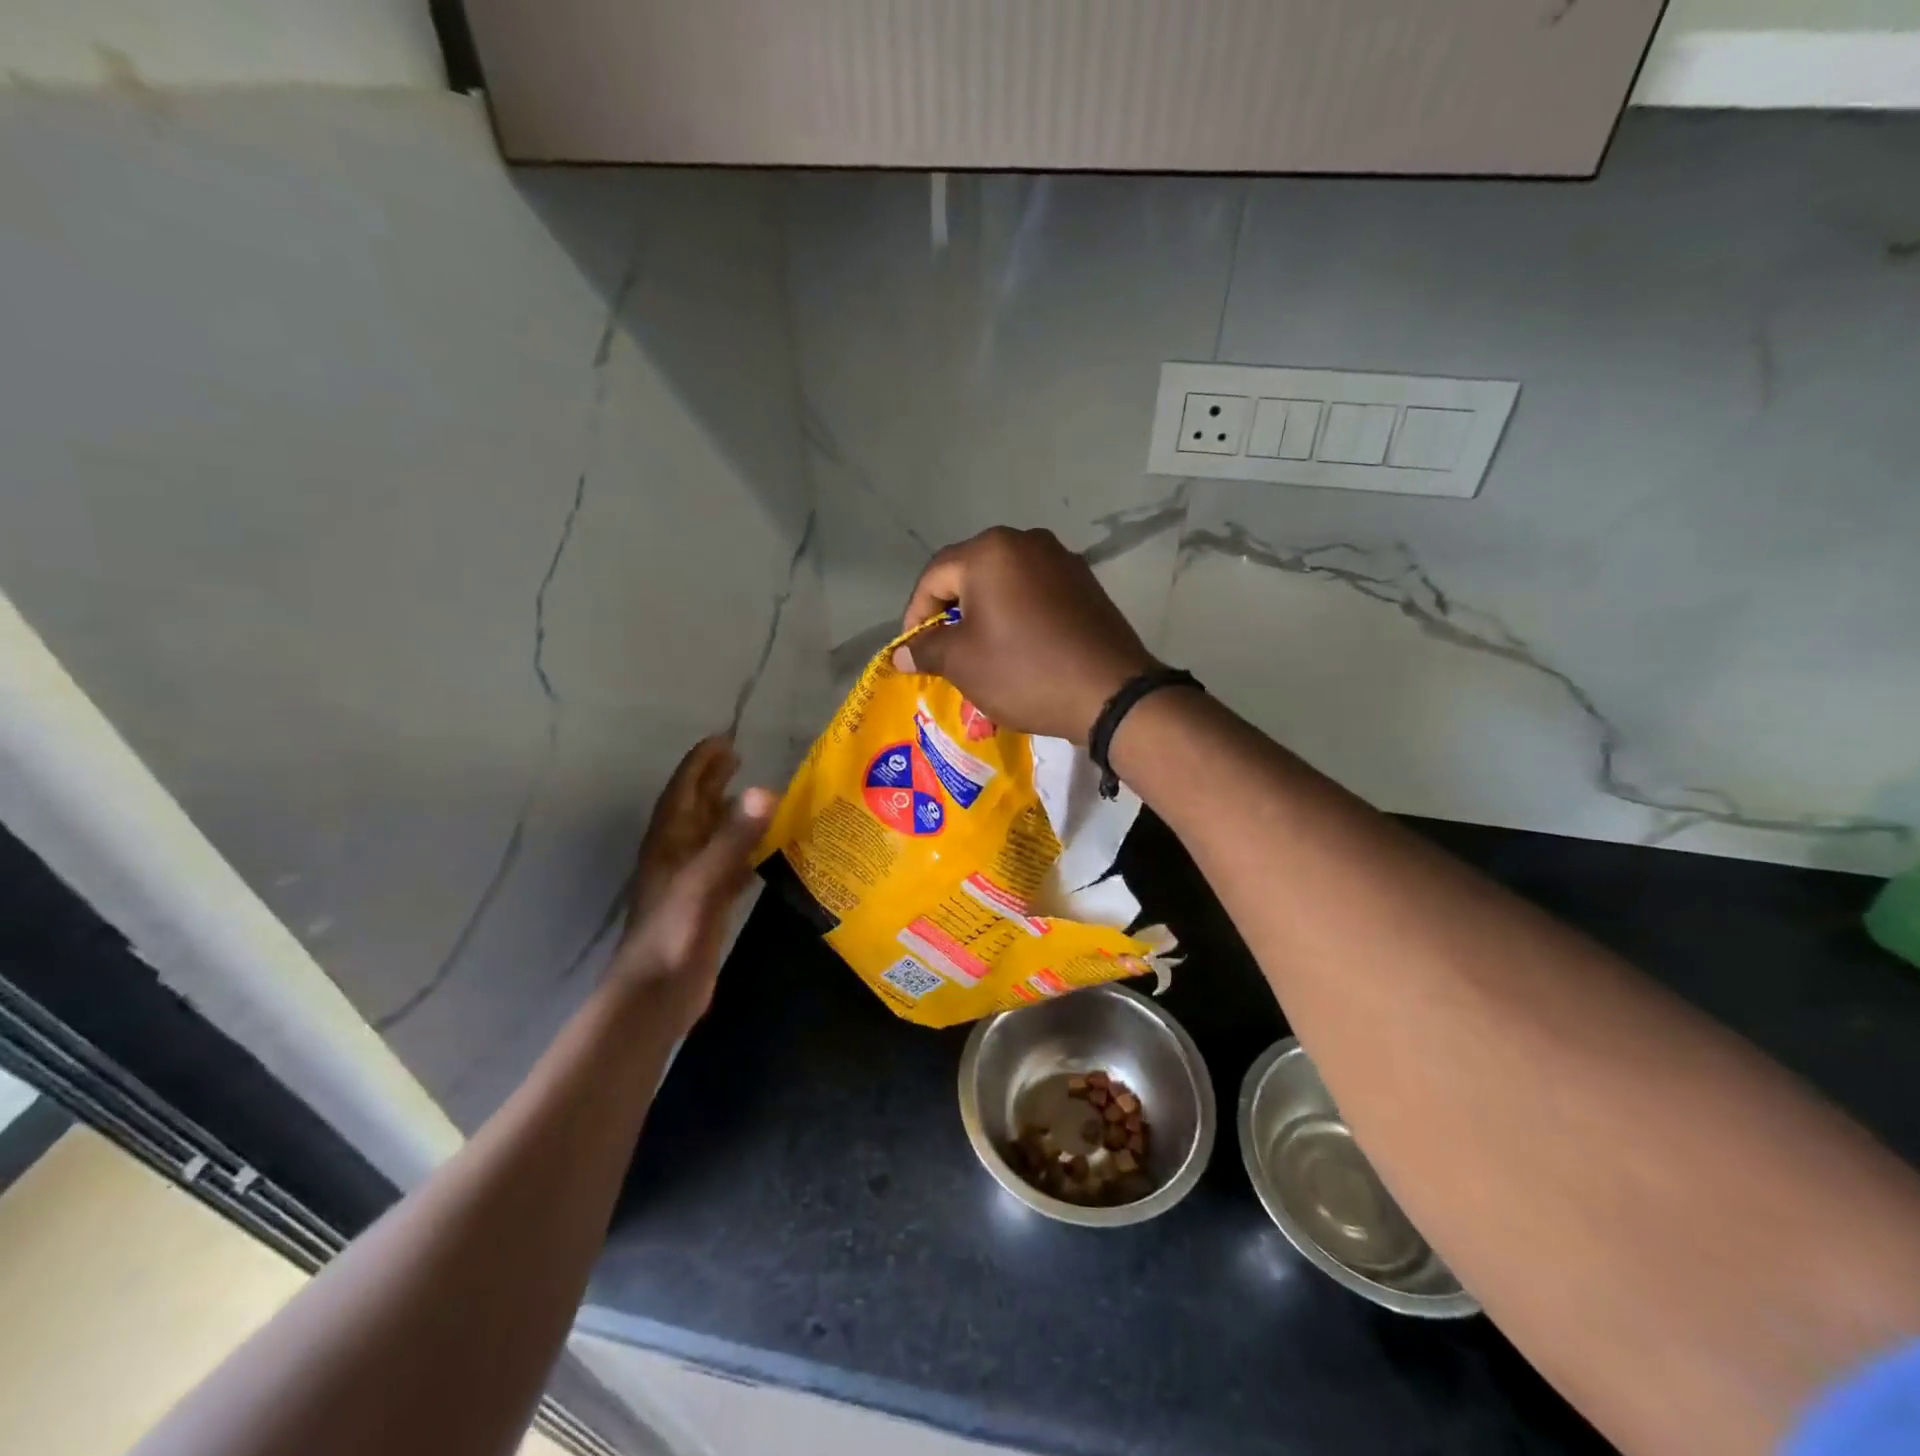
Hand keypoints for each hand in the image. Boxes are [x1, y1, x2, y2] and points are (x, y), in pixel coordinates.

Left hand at [608, 734, 773, 1032]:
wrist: (655, 996)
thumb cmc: (673, 934)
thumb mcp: (705, 882)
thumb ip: (734, 838)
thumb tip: (766, 789)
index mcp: (670, 843)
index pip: (685, 791)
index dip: (701, 764)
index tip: (724, 740)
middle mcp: (677, 856)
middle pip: (696, 808)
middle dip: (714, 781)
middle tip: (738, 756)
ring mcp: (690, 882)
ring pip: (711, 836)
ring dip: (729, 814)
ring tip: (755, 796)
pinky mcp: (705, 905)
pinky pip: (727, 866)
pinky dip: (743, 851)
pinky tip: (764, 852)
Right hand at [895, 527, 1157, 742]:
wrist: (1110, 692)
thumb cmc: (1025, 672)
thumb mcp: (963, 663)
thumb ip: (927, 649)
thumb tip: (902, 652)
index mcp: (990, 551)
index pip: (934, 576)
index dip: (915, 615)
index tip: (914, 651)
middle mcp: (1026, 541)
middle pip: (970, 573)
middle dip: (951, 612)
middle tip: (944, 651)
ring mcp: (1061, 559)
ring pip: (1004, 582)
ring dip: (984, 612)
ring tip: (980, 650)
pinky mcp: (1085, 583)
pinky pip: (1035, 592)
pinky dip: (1017, 614)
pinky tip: (1019, 645)